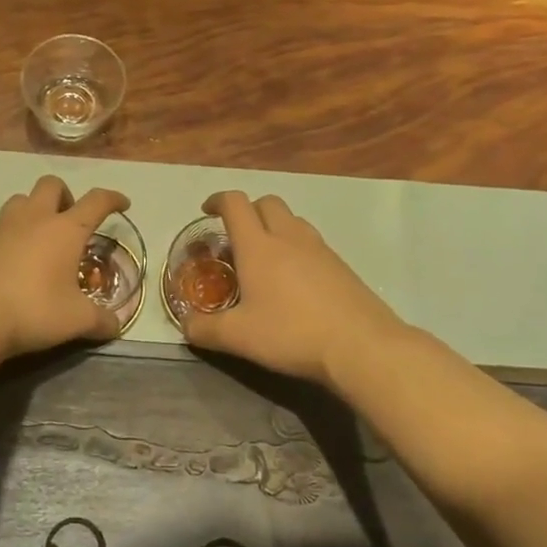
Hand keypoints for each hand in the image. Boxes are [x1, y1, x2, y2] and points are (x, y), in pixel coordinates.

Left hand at [0, 176, 131, 358]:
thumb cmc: (32, 310)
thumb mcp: (76, 320)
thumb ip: (100, 321)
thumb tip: (116, 325)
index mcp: (65, 230)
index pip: (96, 201)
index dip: (112, 199)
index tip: (122, 203)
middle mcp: (34, 219)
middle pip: (51, 185)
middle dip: (66, 196)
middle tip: (71, 221)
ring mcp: (1, 228)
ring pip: (21, 200)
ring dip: (34, 209)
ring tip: (40, 237)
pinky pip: (0, 227)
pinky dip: (12, 236)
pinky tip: (14, 262)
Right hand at [179, 190, 408, 386]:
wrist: (361, 346)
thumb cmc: (291, 334)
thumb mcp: (238, 337)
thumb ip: (204, 329)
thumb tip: (185, 325)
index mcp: (258, 246)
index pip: (235, 204)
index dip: (218, 200)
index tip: (207, 211)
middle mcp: (289, 237)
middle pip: (267, 202)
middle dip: (248, 210)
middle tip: (236, 236)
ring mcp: (320, 249)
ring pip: (293, 220)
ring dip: (274, 226)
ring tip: (264, 256)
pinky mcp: (341, 266)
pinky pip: (312, 242)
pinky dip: (296, 247)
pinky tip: (294, 280)